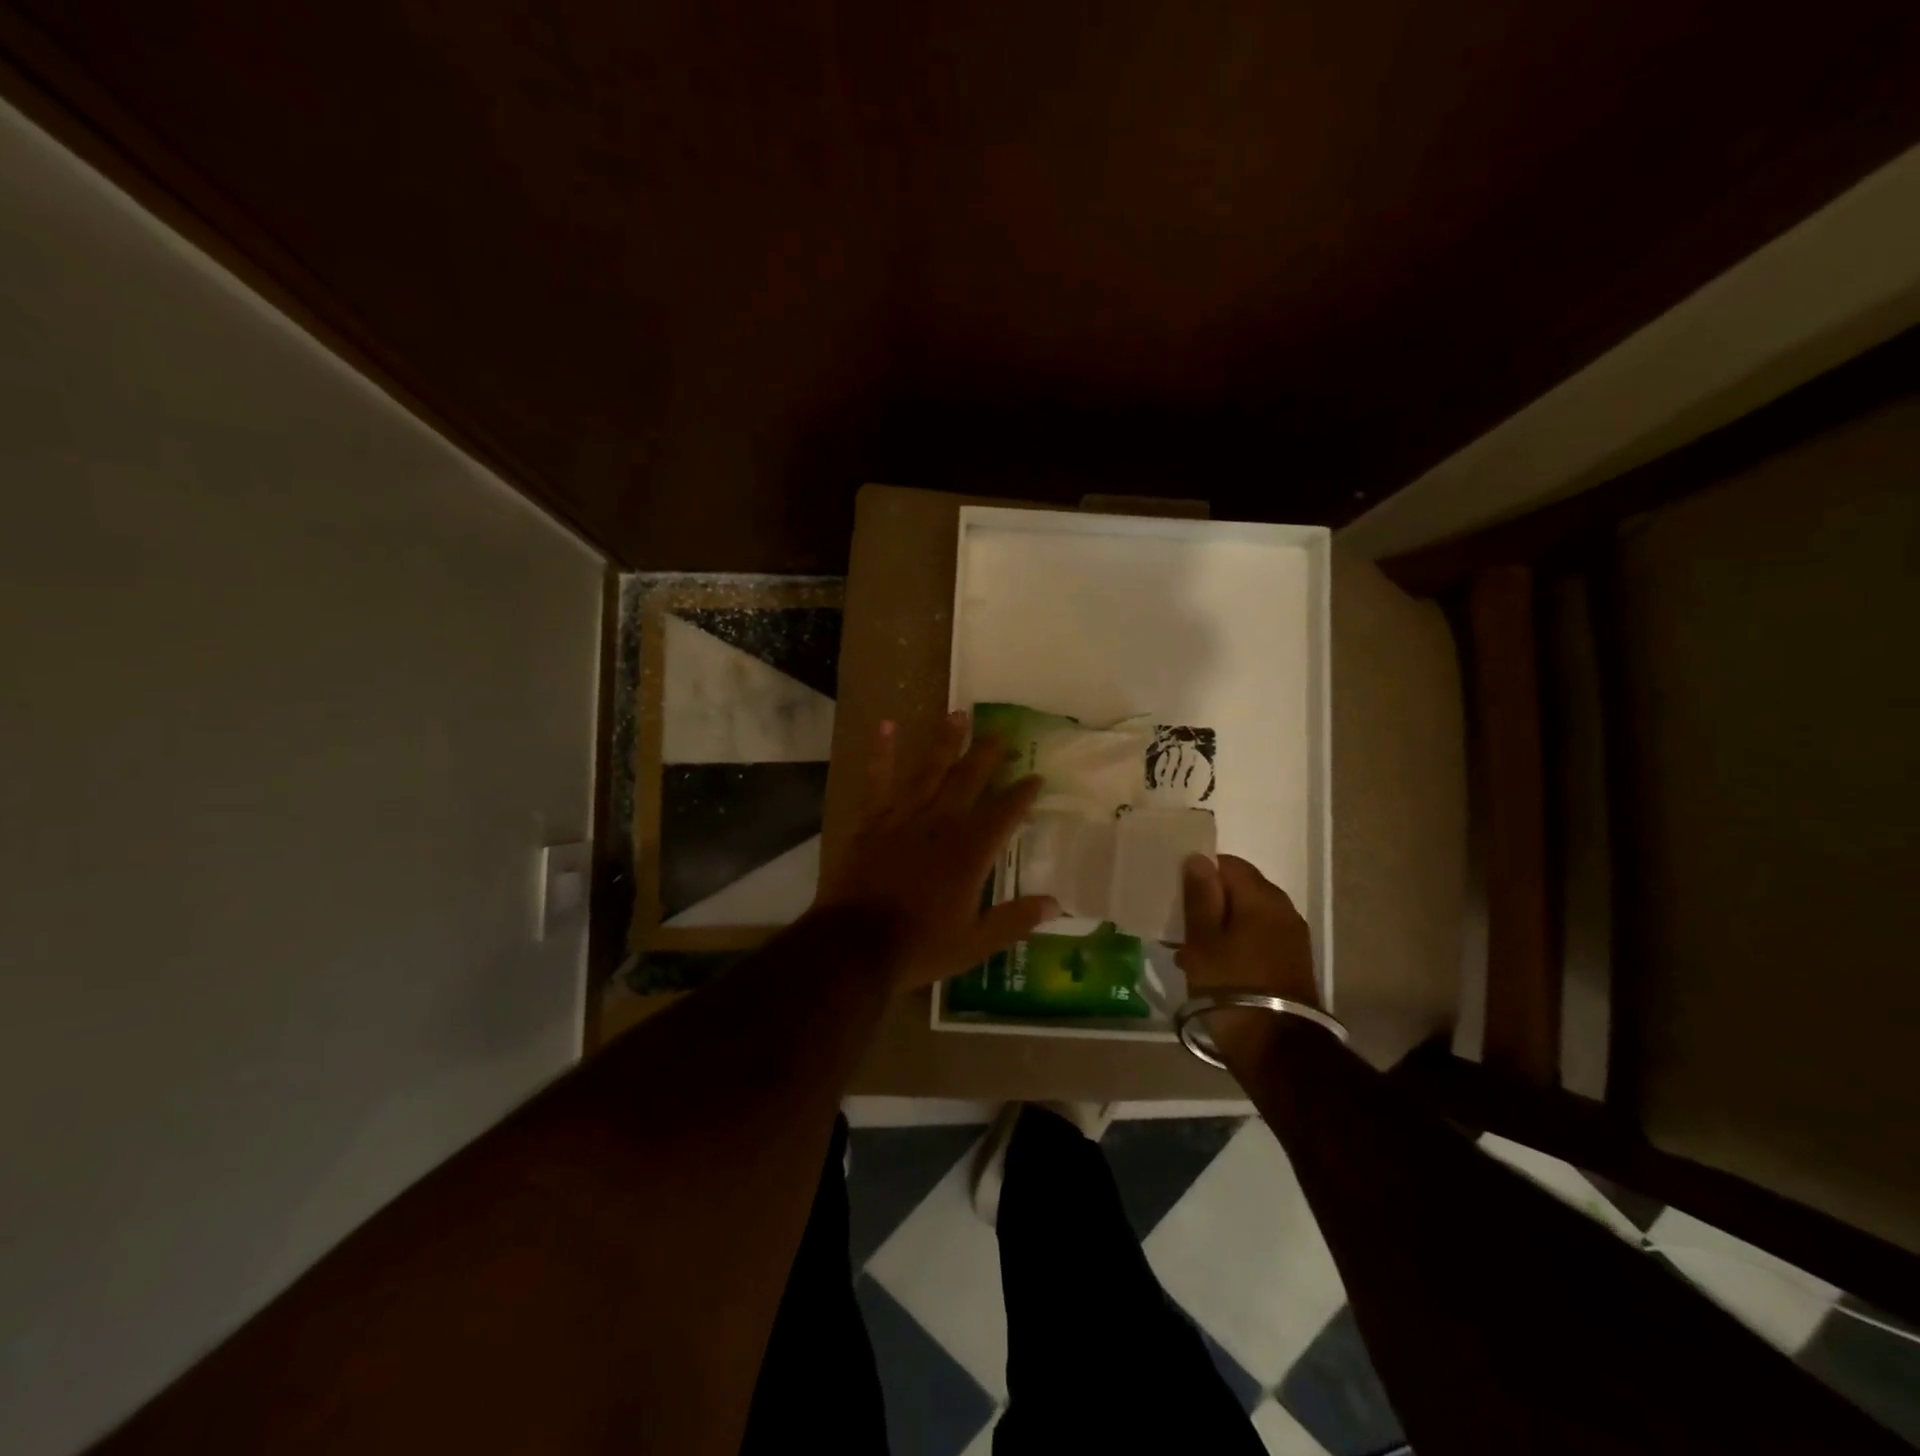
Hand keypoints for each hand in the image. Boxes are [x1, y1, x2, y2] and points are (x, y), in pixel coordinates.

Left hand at [811, 712, 1057, 989]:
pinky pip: (879, 779)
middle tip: (1001, 732)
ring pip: (930, 771)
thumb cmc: (919, 946)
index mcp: (970, 852)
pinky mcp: (872, 821)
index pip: (1004, 814)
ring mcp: (904, 817)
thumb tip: (1056, 904)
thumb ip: (1015, 920)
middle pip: (969, 781)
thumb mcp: (975, 943)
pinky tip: (888, 725)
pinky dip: (883, 751)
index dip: (1022, 794)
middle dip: (988, 755)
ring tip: (958, 715)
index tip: (1036, 775)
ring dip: (946, 742)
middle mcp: (941, 824)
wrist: (854, 945)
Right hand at [1177, 854, 1318, 1006]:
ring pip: (1247, 916)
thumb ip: (1200, 896)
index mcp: (1261, 897)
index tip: (1176, 893)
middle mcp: (1283, 910)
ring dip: (1220, 925)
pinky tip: (1212, 967)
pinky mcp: (1292, 963)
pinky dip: (1234, 943)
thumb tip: (1198, 858)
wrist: (1277, 1050)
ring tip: (1189, 949)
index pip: (1227, 863)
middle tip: (1178, 923)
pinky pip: (1257, 938)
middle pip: (1239, 889)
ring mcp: (1292, 938)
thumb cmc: (1231, 987)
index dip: (1199, 872)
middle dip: (1208, 901)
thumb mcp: (1203, 940)